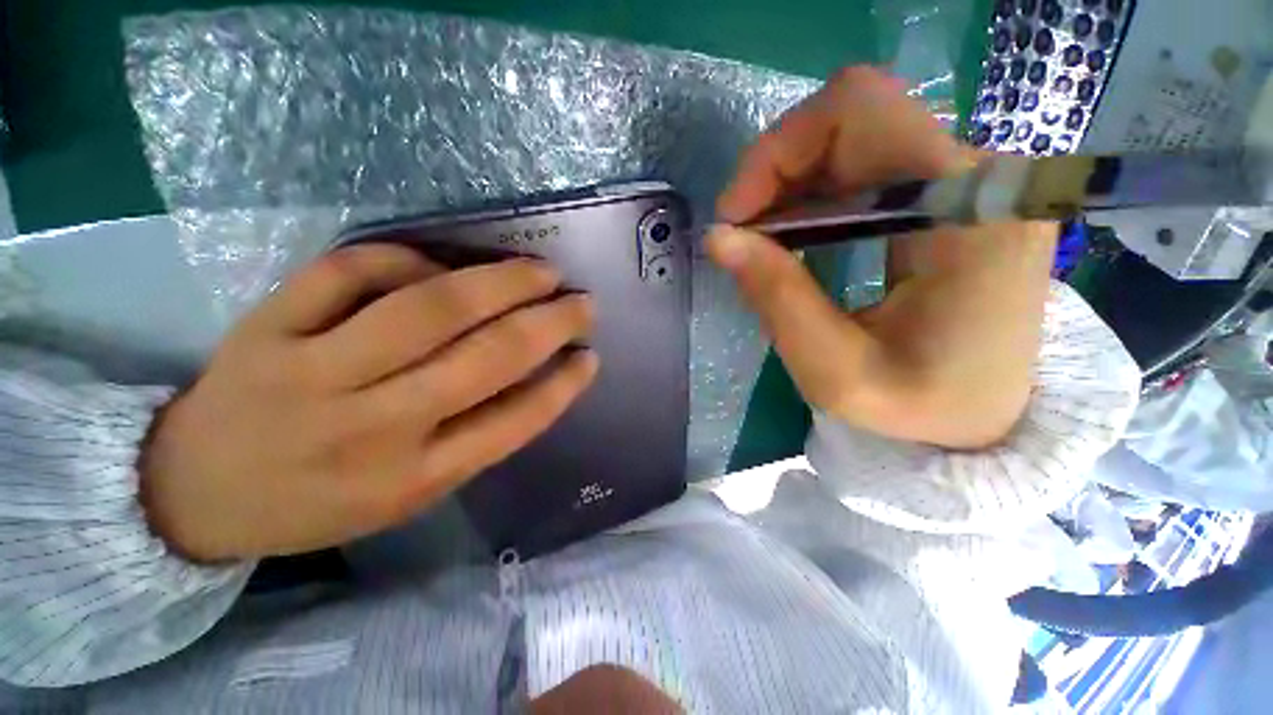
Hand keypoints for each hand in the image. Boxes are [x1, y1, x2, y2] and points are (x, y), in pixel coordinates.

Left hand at [141, 244, 597, 561]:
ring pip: (429, 308)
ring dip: (500, 282)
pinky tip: (434, 261)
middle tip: (582, 303)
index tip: (590, 356)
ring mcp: (315, 374)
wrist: (194, 493)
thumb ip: (474, 437)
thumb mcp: (409, 494)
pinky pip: (349, 272)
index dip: (563, 385)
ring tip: (539, 272)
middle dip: (549, 324)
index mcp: (414, 478)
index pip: (515, 422)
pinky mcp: (266, 328)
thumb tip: (534, 373)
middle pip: (486, 359)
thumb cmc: (318, 501)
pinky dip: (405, 256)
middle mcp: (375, 427)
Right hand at [710, 66, 1057, 448]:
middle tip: (742, 233)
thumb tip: (719, 237)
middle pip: (854, 118)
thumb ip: (777, 298)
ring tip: (764, 242)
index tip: (736, 215)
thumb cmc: (920, 410)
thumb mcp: (834, 372)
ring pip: (856, 138)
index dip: (779, 150)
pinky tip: (798, 238)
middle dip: (777, 169)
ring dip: (792, 184)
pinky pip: (870, 167)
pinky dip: (816, 195)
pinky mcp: (956, 196)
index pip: (860, 111)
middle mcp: (980, 178)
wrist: (988, 421)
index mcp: (966, 215)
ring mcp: (973, 182)